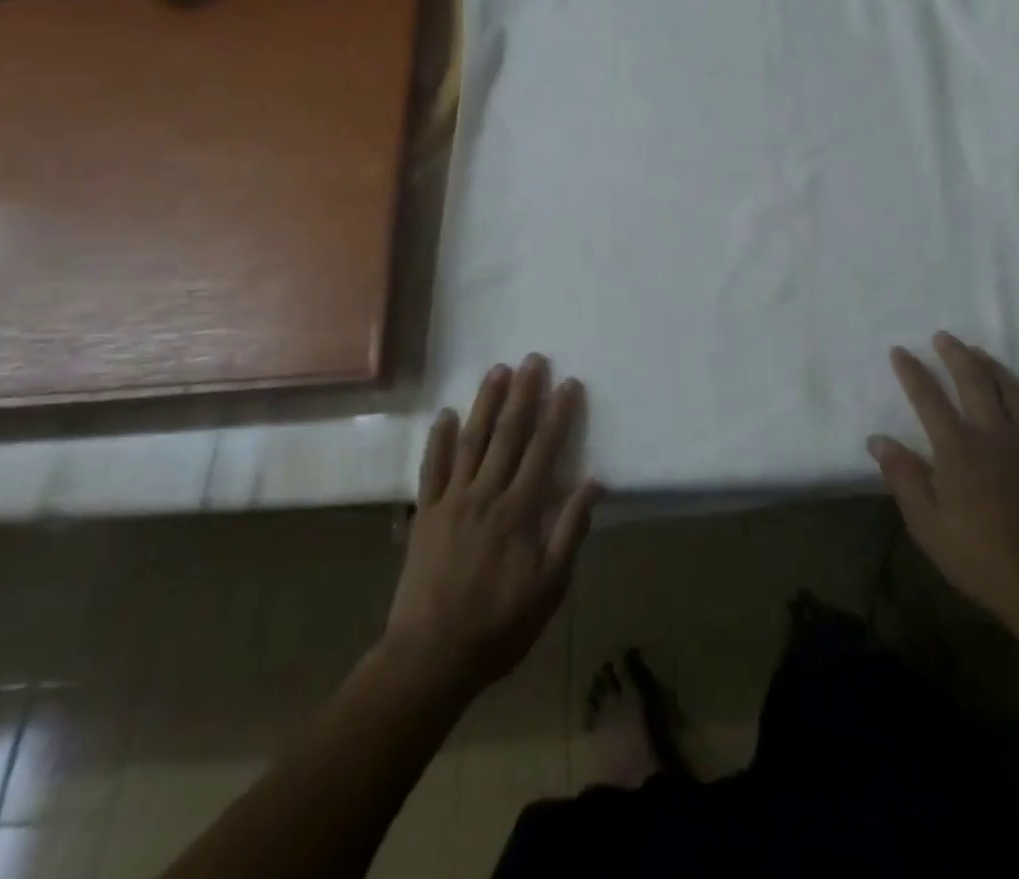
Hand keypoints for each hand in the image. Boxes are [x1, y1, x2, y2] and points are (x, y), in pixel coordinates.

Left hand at [381, 355, 602, 697]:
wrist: (430, 658)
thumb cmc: (499, 625)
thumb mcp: (550, 587)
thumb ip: (570, 531)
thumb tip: (594, 482)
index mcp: (520, 511)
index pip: (544, 450)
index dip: (558, 414)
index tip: (569, 383)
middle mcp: (486, 494)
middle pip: (508, 435)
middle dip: (523, 394)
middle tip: (533, 359)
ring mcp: (451, 501)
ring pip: (471, 441)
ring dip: (485, 403)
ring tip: (498, 371)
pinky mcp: (425, 514)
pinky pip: (431, 469)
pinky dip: (438, 439)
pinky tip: (445, 414)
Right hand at [868, 332, 1018, 629]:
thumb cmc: (981, 557)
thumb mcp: (928, 525)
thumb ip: (903, 477)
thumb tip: (878, 439)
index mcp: (957, 448)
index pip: (928, 397)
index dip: (912, 372)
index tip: (900, 351)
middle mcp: (993, 433)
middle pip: (973, 380)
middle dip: (955, 354)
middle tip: (943, 336)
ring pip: (1010, 389)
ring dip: (991, 365)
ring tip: (977, 351)